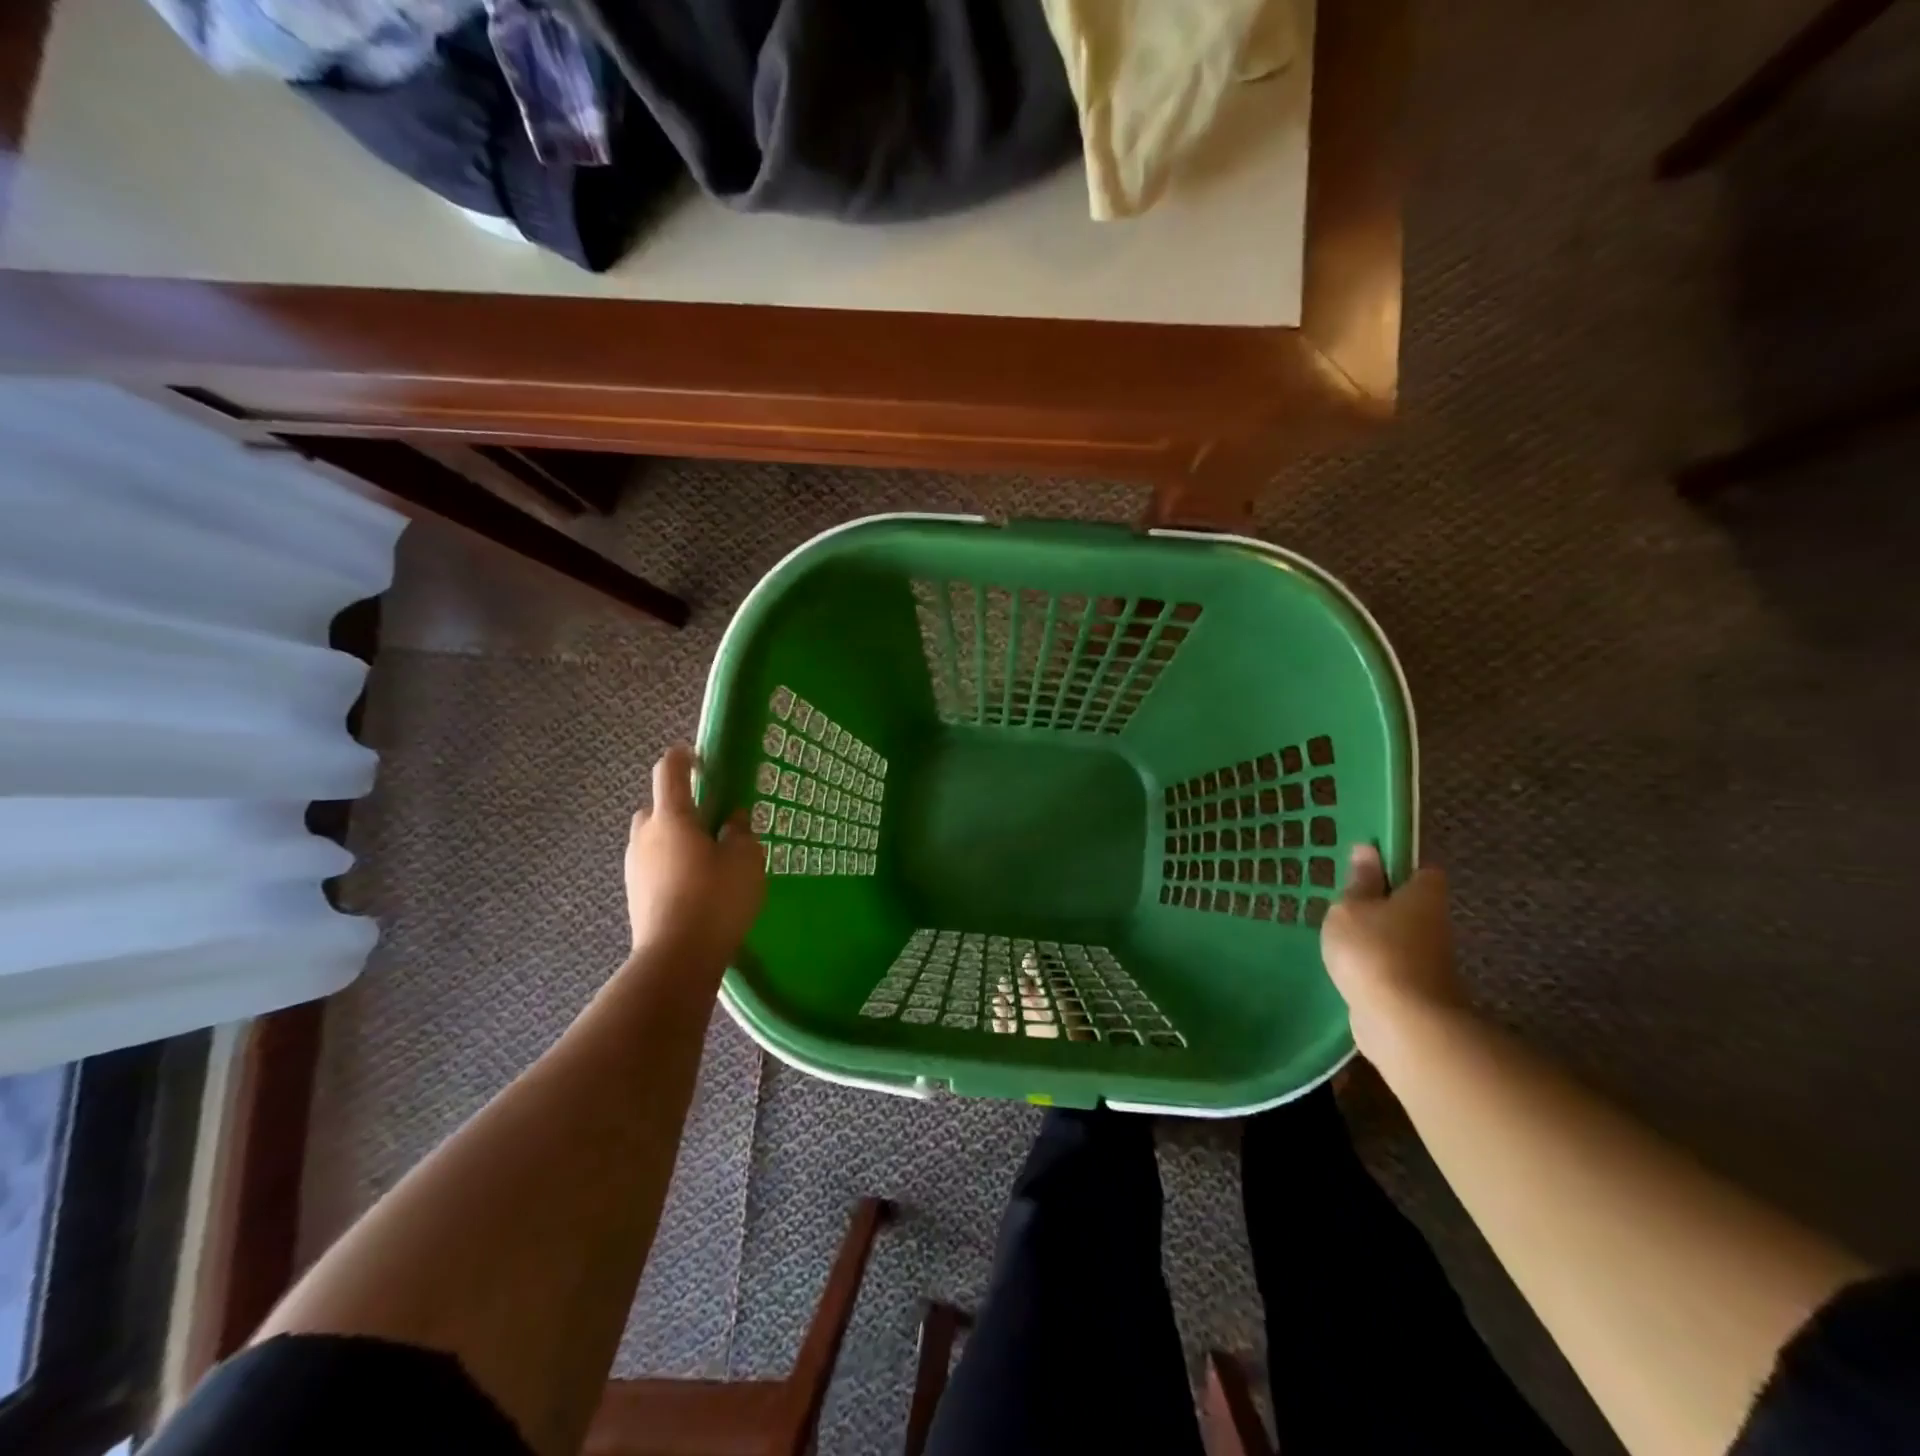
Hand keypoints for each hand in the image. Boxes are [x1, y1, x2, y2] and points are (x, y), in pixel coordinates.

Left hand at [623, 745, 764, 964]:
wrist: (676, 958)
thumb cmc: (716, 899)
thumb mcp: (746, 860)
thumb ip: (741, 832)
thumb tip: (732, 820)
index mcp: (672, 817)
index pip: (669, 770)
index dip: (683, 757)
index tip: (701, 758)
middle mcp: (645, 835)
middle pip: (658, 805)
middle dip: (682, 806)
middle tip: (713, 822)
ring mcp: (634, 866)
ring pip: (654, 837)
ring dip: (676, 838)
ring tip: (707, 858)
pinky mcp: (634, 893)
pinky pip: (653, 864)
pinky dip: (671, 863)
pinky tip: (695, 885)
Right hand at [1320, 845, 1464, 1050]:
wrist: (1403, 1023)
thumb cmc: (1373, 951)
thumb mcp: (1351, 907)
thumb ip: (1359, 882)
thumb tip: (1368, 850)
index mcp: (1424, 895)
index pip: (1421, 871)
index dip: (1396, 868)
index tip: (1365, 872)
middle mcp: (1436, 924)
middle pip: (1411, 906)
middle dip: (1381, 905)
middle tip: (1343, 905)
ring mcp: (1431, 962)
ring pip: (1401, 939)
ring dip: (1375, 939)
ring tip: (1337, 938)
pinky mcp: (1419, 992)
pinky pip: (1393, 967)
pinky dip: (1374, 967)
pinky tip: (1347, 969)